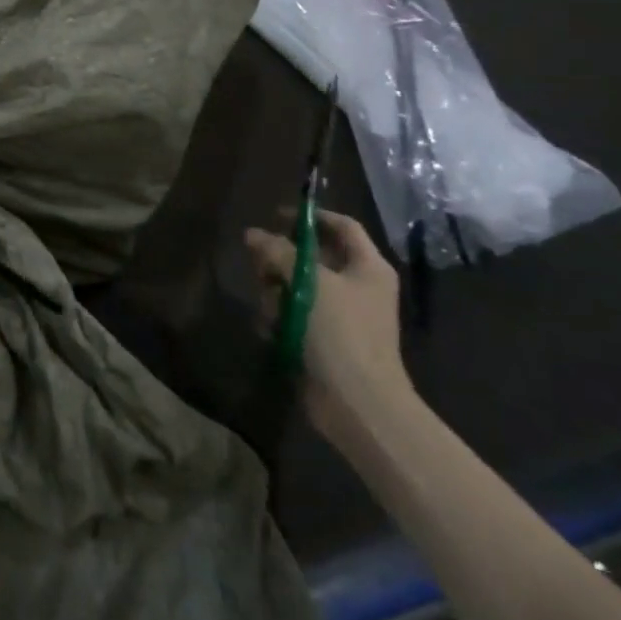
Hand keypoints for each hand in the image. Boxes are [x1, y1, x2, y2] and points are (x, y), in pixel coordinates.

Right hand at [244, 210, 413, 447]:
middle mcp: (356, 286)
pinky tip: (272, 331)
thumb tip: (253, 234)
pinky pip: (292, 315)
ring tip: (270, 310)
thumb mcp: (309, 283)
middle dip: (281, 261)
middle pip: (310, 256)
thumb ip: (279, 253)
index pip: (342, 226)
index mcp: (367, 267)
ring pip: (294, 287)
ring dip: (275, 294)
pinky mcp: (321, 340)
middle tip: (260, 267)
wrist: (357, 403)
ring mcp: (339, 315)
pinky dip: (278, 320)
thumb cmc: (342, 334)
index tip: (275, 216)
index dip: (310, 216)